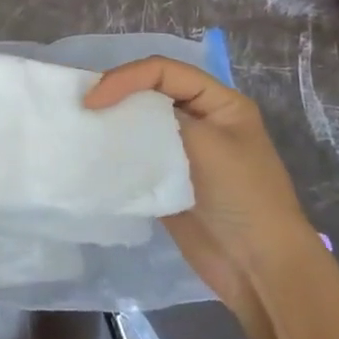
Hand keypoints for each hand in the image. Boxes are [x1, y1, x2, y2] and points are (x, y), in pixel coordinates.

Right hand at [84, 56, 316, 316]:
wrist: (258, 267)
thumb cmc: (242, 196)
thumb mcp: (206, 143)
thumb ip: (160, 118)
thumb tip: (114, 109)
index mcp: (218, 102)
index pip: (163, 71)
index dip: (125, 77)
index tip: (94, 100)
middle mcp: (199, 119)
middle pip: (149, 92)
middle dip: (115, 94)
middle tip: (81, 108)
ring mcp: (182, 150)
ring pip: (139, 122)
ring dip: (112, 122)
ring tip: (81, 127)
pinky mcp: (166, 178)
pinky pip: (135, 154)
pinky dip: (115, 150)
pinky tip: (94, 154)